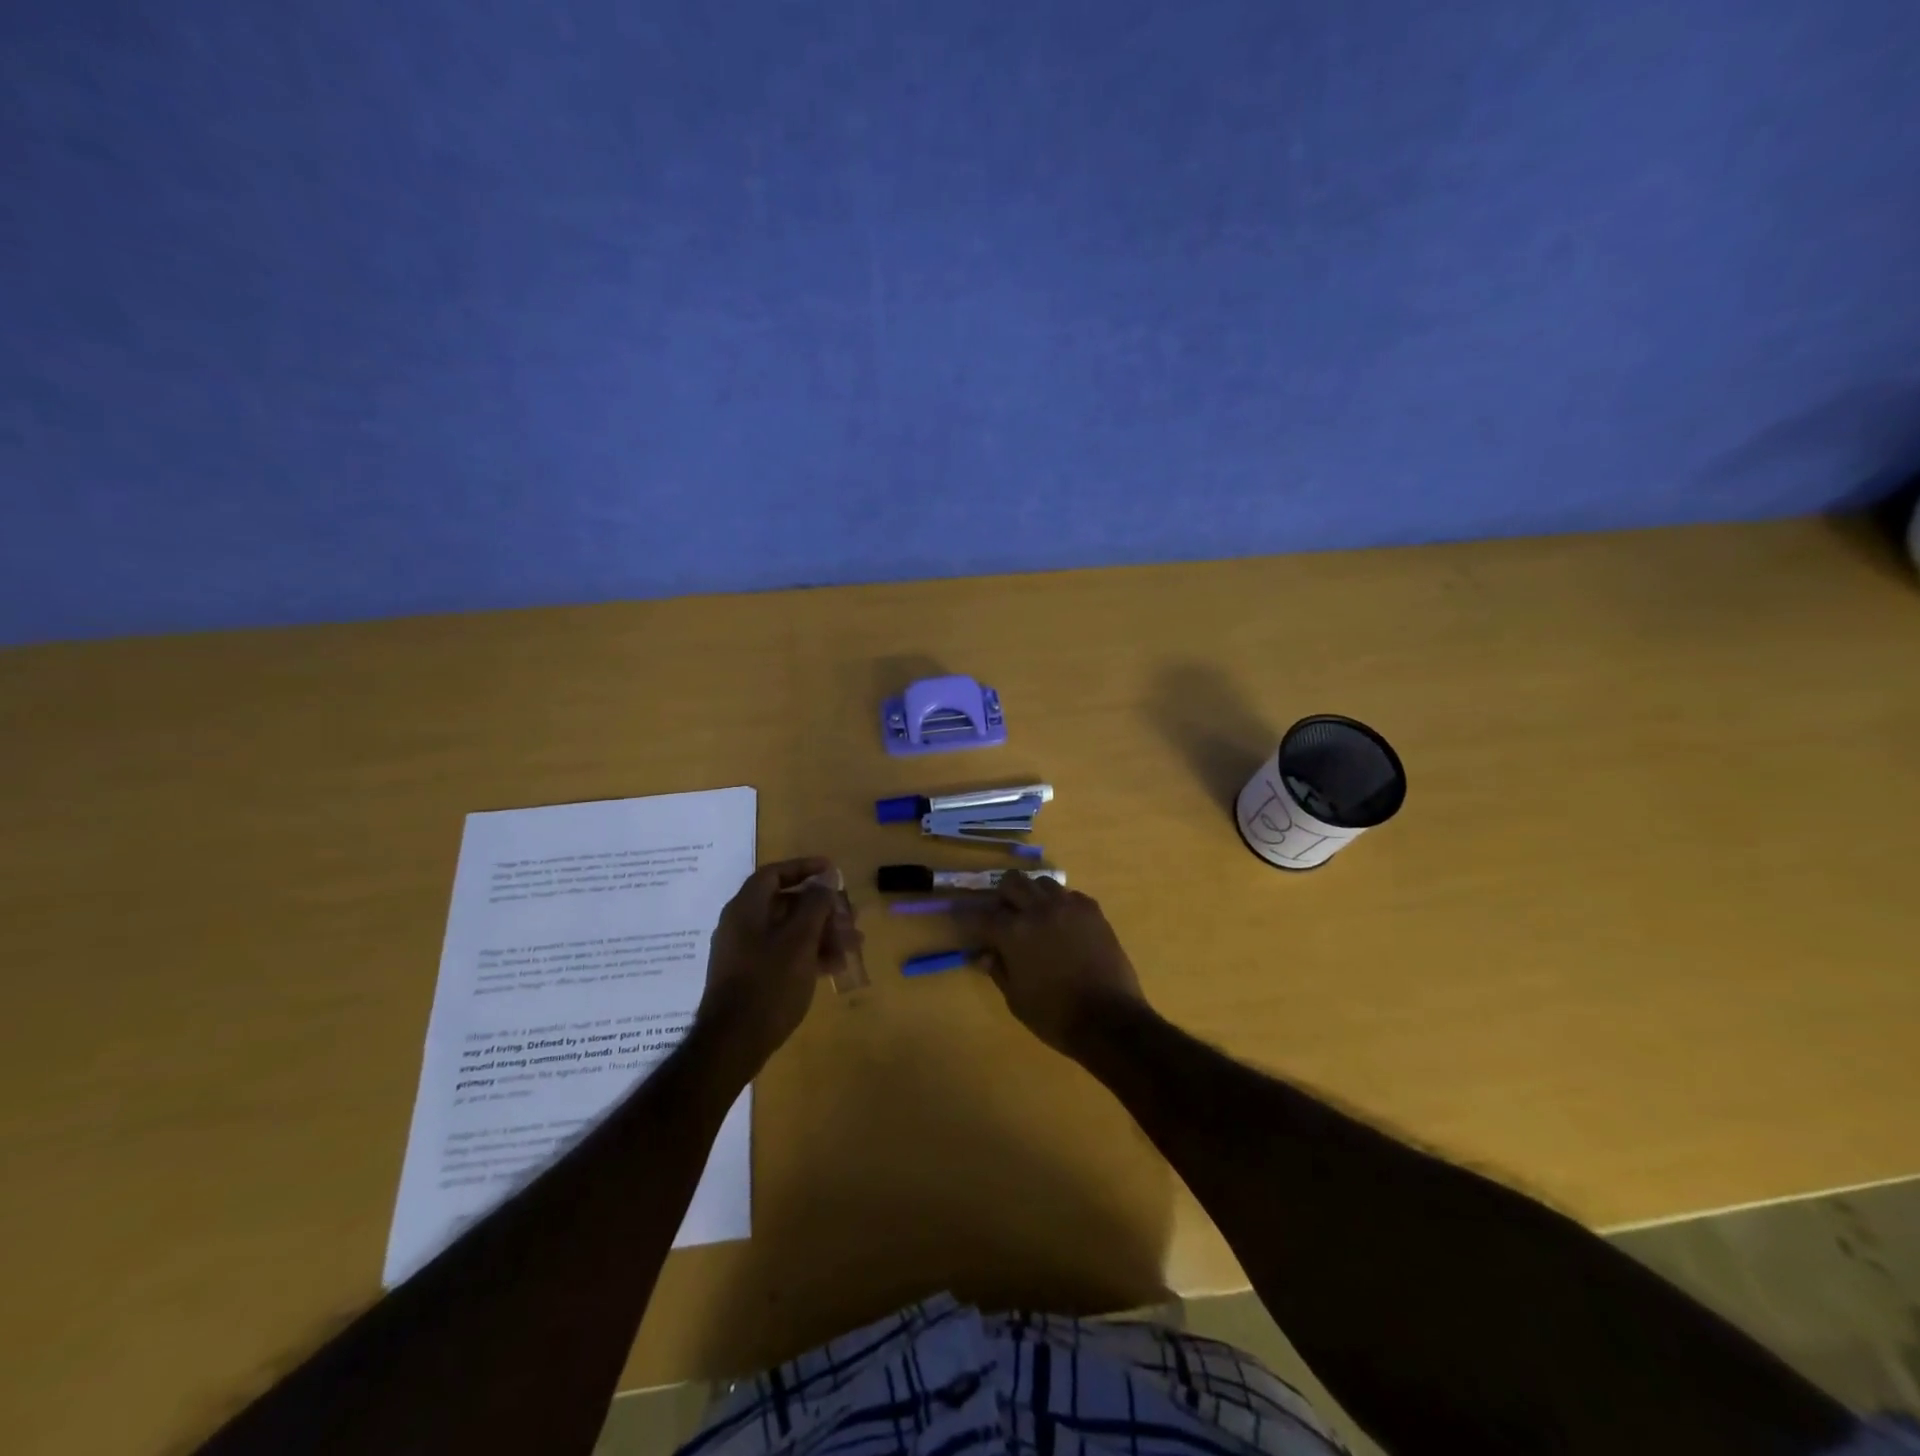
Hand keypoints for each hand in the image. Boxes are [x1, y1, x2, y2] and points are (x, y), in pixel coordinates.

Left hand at [697, 857, 859, 1074]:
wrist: (733, 1043)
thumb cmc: (769, 983)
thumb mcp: (800, 940)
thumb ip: (815, 904)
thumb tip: (826, 877)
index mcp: (746, 908)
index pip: (775, 874)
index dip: (805, 868)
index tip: (833, 871)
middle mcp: (742, 925)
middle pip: (787, 903)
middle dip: (823, 908)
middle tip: (851, 917)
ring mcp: (745, 952)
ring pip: (789, 931)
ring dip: (822, 933)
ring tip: (853, 944)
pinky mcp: (751, 977)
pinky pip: (784, 954)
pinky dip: (809, 954)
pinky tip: (836, 966)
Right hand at [960, 873, 1146, 1056]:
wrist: (1110, 1020)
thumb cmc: (1055, 1015)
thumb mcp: (1016, 999)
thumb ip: (998, 969)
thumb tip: (984, 954)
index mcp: (1014, 932)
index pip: (982, 915)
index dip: (970, 918)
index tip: (965, 920)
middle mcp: (1039, 909)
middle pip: (1012, 881)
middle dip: (1003, 896)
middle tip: (1004, 915)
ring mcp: (1068, 906)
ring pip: (1042, 882)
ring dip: (1033, 895)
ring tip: (1035, 916)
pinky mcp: (1092, 910)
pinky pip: (1069, 895)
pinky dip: (1060, 904)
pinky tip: (1063, 924)